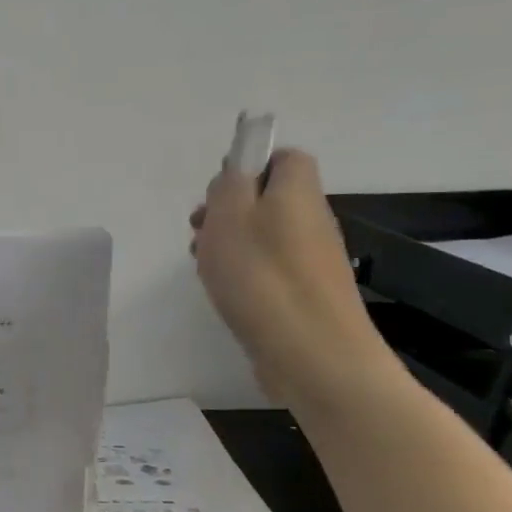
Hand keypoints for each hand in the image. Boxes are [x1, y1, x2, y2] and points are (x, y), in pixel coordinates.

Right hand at [188, 149, 397, 411]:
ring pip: (263, 235)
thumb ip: (229, 184)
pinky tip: (223, 292)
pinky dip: (242, 274)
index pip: (284, 157)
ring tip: (203, 265)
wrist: (312, 353)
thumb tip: (237, 172)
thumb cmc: (262, 276)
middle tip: (200, 230)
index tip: (218, 189)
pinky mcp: (304, 294)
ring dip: (228, 244)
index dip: (250, 164)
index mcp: (297, 192)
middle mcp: (312, 219)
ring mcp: (311, 259)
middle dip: (228, 209)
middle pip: (268, 198)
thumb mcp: (229, 215)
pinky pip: (268, 269)